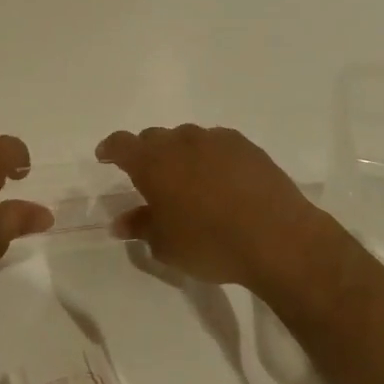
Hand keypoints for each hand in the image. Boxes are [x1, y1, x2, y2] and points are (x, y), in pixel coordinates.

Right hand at [94, 124, 344, 298]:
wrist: (277, 237)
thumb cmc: (210, 244)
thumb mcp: (166, 245)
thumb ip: (141, 227)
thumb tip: (121, 221)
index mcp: (153, 163)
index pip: (122, 144)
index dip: (111, 149)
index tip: (106, 157)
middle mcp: (181, 142)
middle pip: (155, 138)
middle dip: (147, 153)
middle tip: (150, 178)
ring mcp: (216, 140)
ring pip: (188, 139)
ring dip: (181, 154)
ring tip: (188, 181)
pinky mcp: (246, 146)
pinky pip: (217, 144)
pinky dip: (210, 157)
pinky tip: (221, 180)